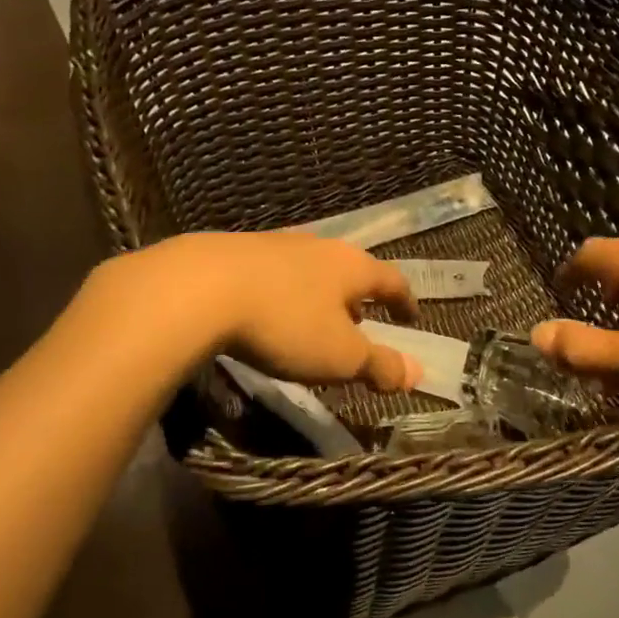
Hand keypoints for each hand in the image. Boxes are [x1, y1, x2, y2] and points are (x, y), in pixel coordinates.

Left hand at [80, 232, 421, 391]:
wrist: (202, 286)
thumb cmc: (286, 322)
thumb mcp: (339, 356)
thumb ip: (379, 364)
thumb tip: (417, 373)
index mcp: (351, 266)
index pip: (391, 280)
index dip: (404, 301)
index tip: (411, 317)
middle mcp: (319, 246)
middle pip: (349, 271)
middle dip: (357, 298)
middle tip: (360, 324)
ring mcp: (277, 244)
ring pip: (311, 269)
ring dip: (320, 295)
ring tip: (314, 321)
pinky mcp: (240, 251)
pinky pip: (276, 272)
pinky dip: (286, 292)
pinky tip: (269, 312)